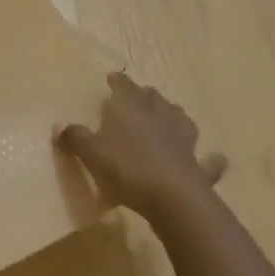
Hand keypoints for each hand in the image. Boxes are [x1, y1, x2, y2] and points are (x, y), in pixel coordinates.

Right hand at [57, 72, 226, 222]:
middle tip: (139, 95)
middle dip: (147, 95)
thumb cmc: (127, 169)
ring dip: (175, 116)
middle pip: (155, 100)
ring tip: (170, 115)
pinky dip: (211, 159)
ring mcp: (183, 142)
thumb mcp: (92, 153)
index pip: (125, 88)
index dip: (118, 81)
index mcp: (132, 111)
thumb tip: (59, 126)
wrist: (174, 199)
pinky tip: (215, 158)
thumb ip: (76, 138)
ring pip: (181, 120)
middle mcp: (160, 119)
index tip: (113, 76)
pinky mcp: (199, 168)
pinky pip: (208, 161)